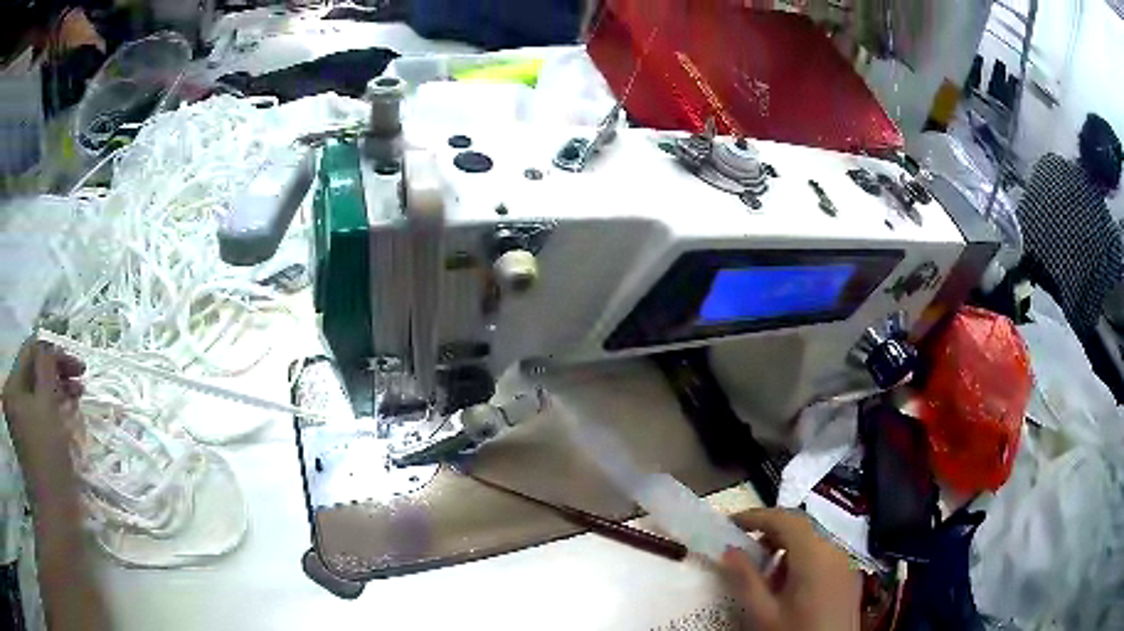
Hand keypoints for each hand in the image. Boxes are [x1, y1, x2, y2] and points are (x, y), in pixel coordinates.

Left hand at [2, 339, 84, 502]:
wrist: (54, 516)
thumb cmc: (48, 459)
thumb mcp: (47, 405)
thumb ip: (47, 367)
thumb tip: (50, 346)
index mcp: (11, 388)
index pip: (29, 353)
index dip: (53, 352)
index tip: (78, 365)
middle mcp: (11, 400)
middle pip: (31, 373)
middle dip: (55, 373)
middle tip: (80, 379)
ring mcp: (18, 422)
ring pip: (35, 393)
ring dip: (55, 390)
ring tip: (76, 396)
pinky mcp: (26, 440)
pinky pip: (36, 413)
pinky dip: (50, 408)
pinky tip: (65, 413)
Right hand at [721, 508, 860, 630]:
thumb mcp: (763, 613)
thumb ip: (746, 579)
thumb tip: (729, 550)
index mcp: (814, 554)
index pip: (786, 519)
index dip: (757, 516)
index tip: (730, 523)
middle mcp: (834, 550)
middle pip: (801, 528)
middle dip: (770, 533)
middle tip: (743, 550)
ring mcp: (845, 563)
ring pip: (812, 541)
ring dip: (786, 548)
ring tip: (763, 574)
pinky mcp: (849, 577)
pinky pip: (823, 556)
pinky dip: (802, 560)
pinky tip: (787, 586)